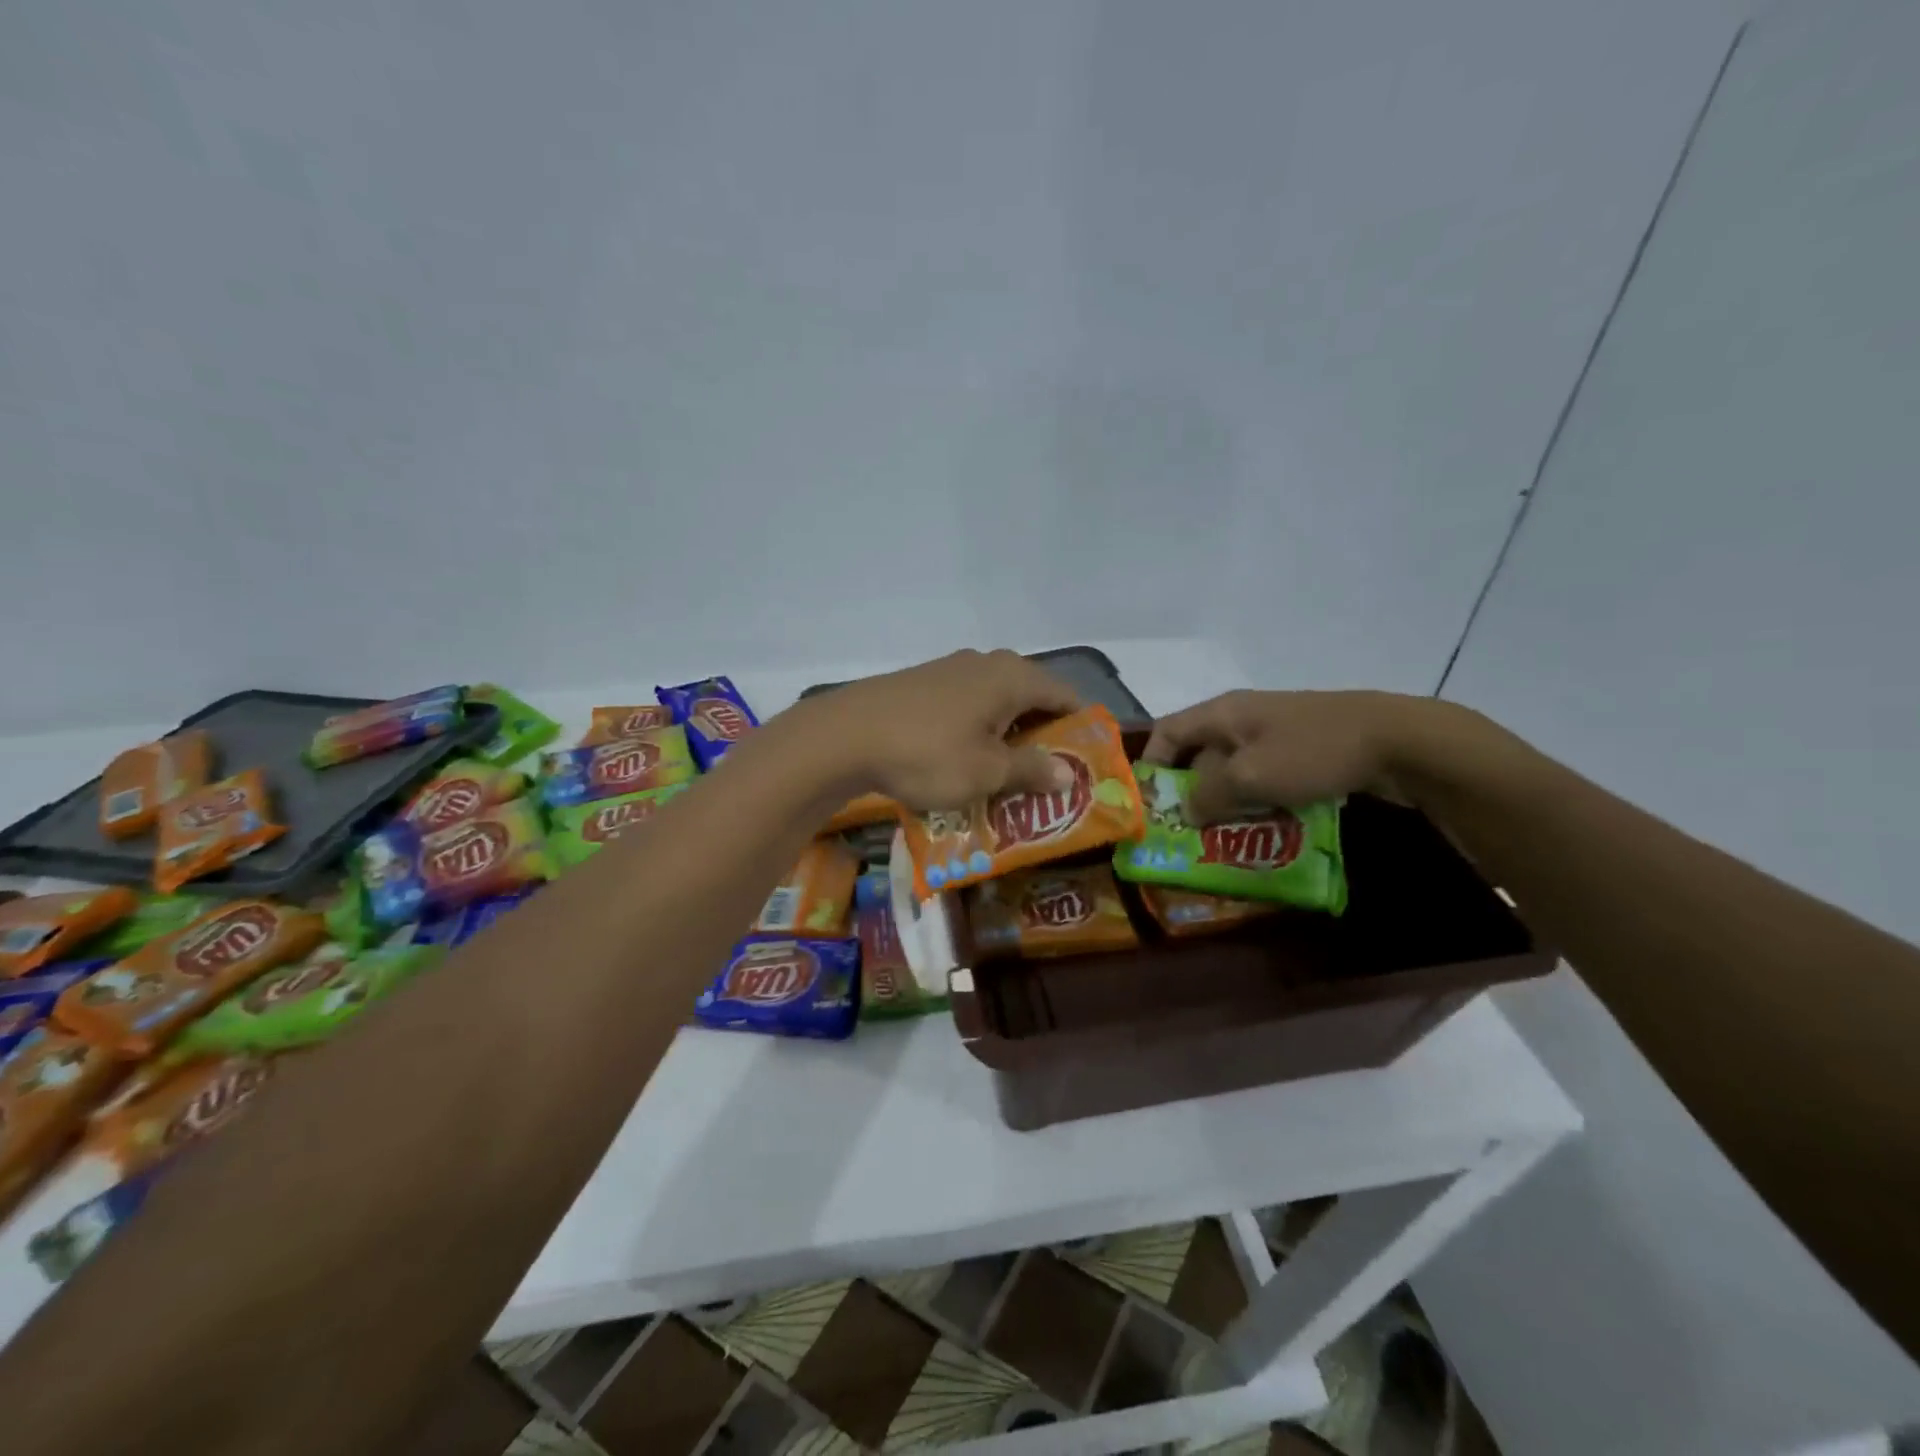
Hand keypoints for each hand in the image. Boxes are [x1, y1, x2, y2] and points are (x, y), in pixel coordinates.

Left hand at [808, 649, 1080, 809]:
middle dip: (1042, 737)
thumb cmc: (928, 753)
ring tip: (1007, 775)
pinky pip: (967, 706)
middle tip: (1047, 778)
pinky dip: (977, 731)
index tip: (1084, 764)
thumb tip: (1068, 774)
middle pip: (1032, 698)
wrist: (844, 736)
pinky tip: (965, 759)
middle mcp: (987, 663)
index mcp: (1013, 677)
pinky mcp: (923, 683)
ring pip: (996, 703)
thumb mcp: (987, 771)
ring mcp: (951, 670)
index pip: (1065, 696)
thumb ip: (1032, 770)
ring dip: (1007, 736)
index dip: (1079, 729)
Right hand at [1141, 689, 1437, 821]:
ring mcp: (1275, 735)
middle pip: (1199, 756)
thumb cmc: (1312, 751)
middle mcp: (1242, 719)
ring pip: (1234, 772)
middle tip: (1185, 833)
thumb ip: (1208, 795)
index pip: (1167, 731)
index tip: (1149, 804)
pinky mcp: (1303, 752)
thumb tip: (1185, 811)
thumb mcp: (1250, 776)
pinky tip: (1265, 830)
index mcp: (1222, 713)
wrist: (1398, 740)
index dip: (1151, 764)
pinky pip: (1265, 779)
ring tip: (1221, 841)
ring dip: (1226, 804)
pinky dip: (1258, 803)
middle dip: (1190, 794)